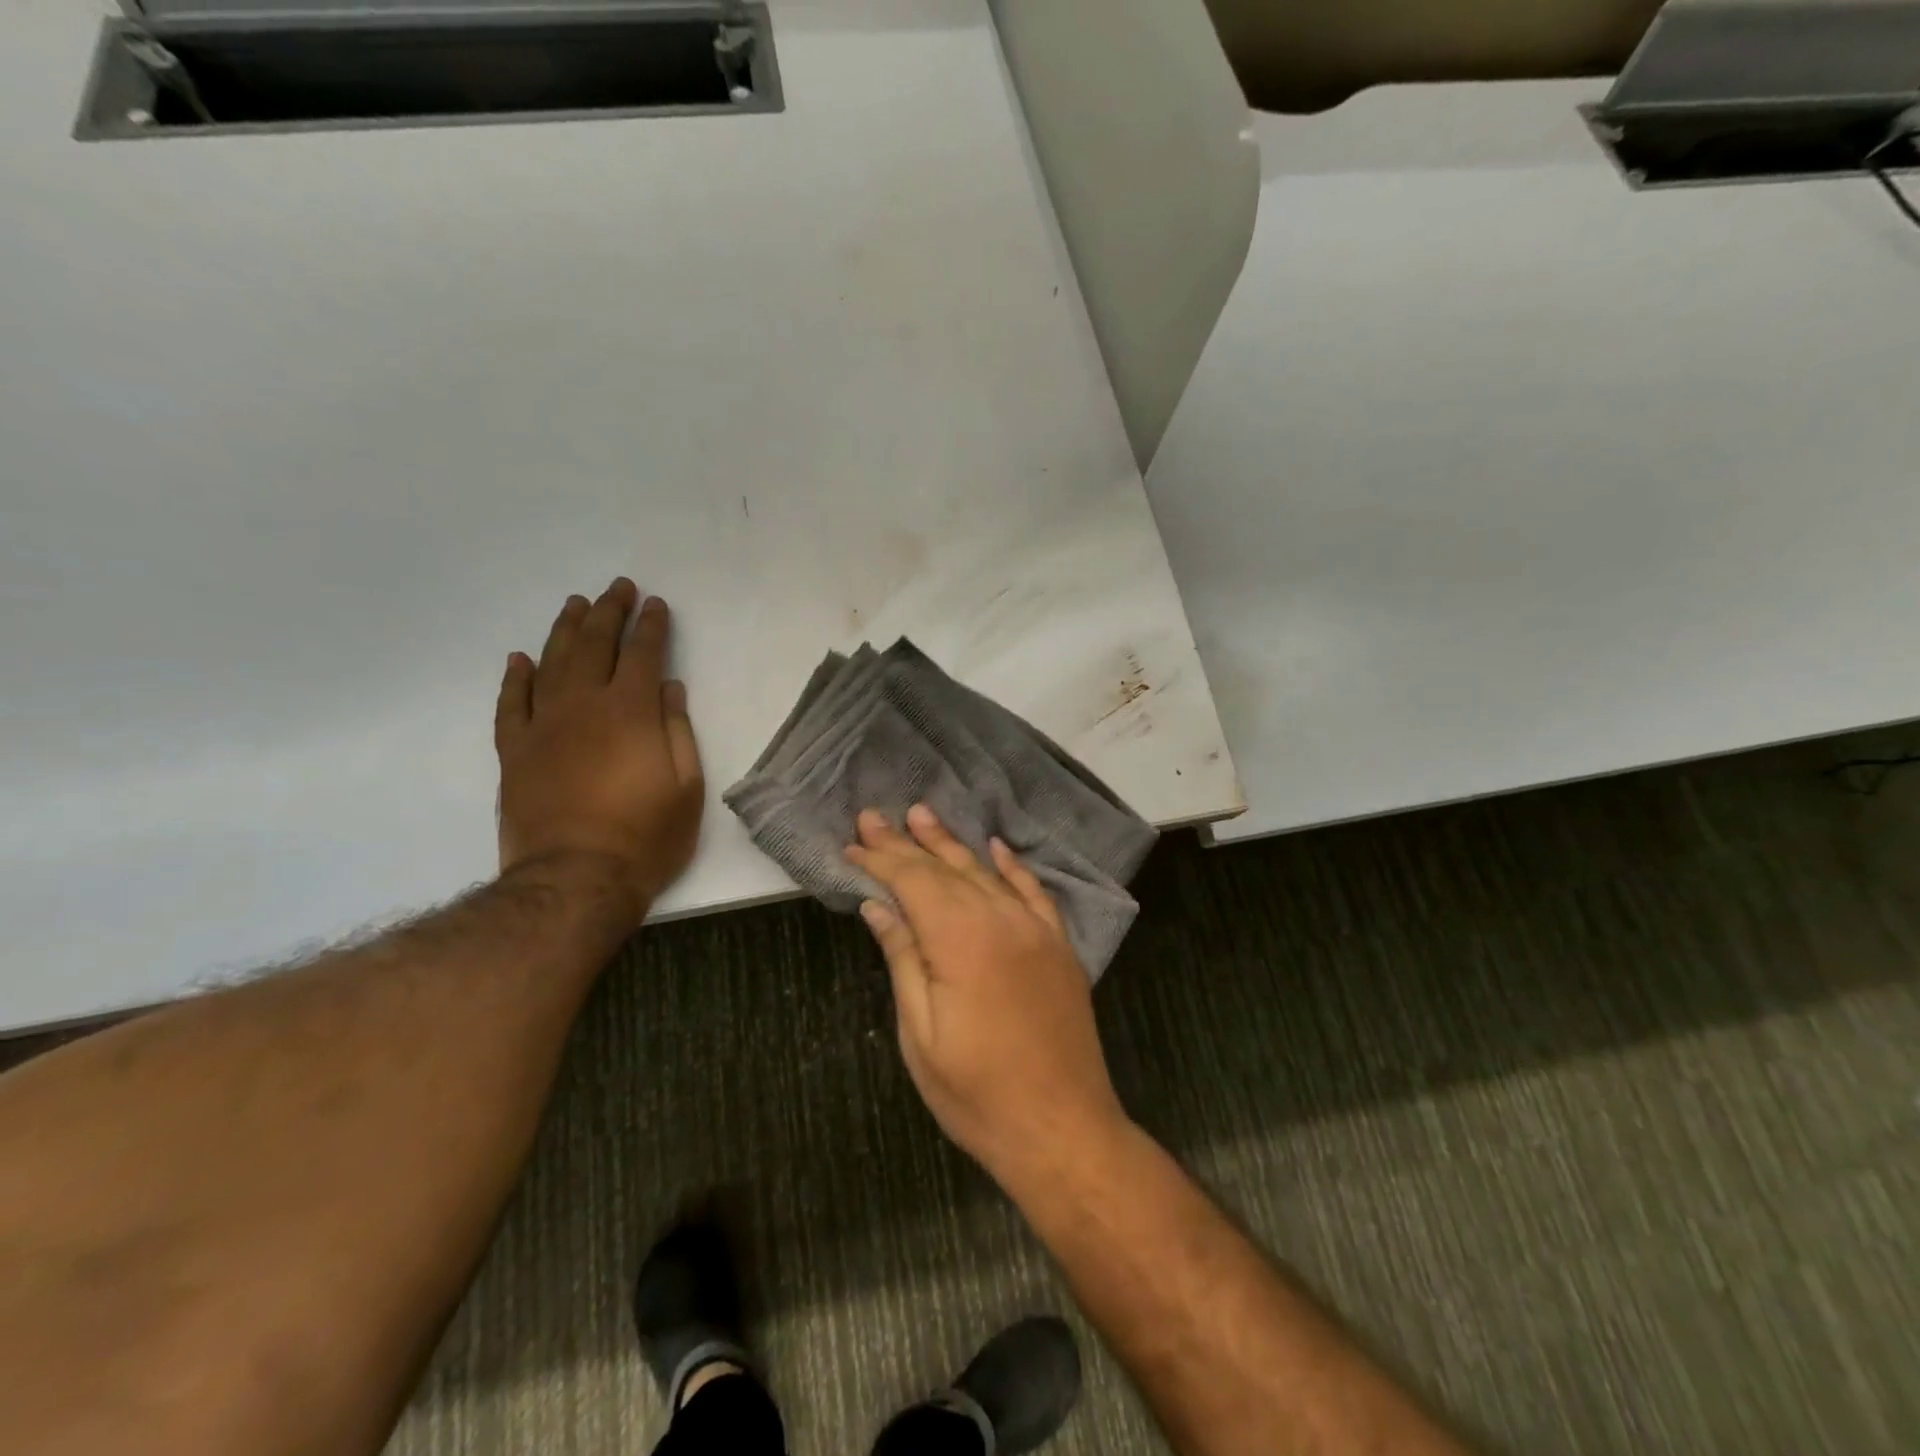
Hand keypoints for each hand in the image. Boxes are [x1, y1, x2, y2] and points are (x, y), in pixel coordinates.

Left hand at [496, 579, 703, 925]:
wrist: (575, 879)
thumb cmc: (646, 836)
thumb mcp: (687, 786)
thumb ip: (678, 730)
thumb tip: (670, 688)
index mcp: (632, 712)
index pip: (643, 654)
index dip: (651, 626)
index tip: (656, 604)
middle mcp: (584, 706)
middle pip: (595, 645)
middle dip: (609, 612)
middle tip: (617, 588)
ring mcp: (543, 726)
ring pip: (551, 663)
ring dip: (564, 630)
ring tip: (575, 605)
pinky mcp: (514, 751)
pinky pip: (510, 704)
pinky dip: (515, 677)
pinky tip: (520, 658)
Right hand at [847, 805, 1127, 1182]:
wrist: (1063, 1129)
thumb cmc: (978, 1094)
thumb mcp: (921, 1035)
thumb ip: (903, 959)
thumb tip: (878, 906)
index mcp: (961, 940)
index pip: (912, 882)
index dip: (881, 860)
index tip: (853, 841)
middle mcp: (1001, 920)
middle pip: (945, 870)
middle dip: (906, 843)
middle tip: (875, 816)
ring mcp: (1036, 930)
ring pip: (985, 873)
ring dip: (951, 844)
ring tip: (922, 816)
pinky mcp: (1059, 945)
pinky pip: (1033, 892)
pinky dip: (1011, 866)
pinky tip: (995, 847)